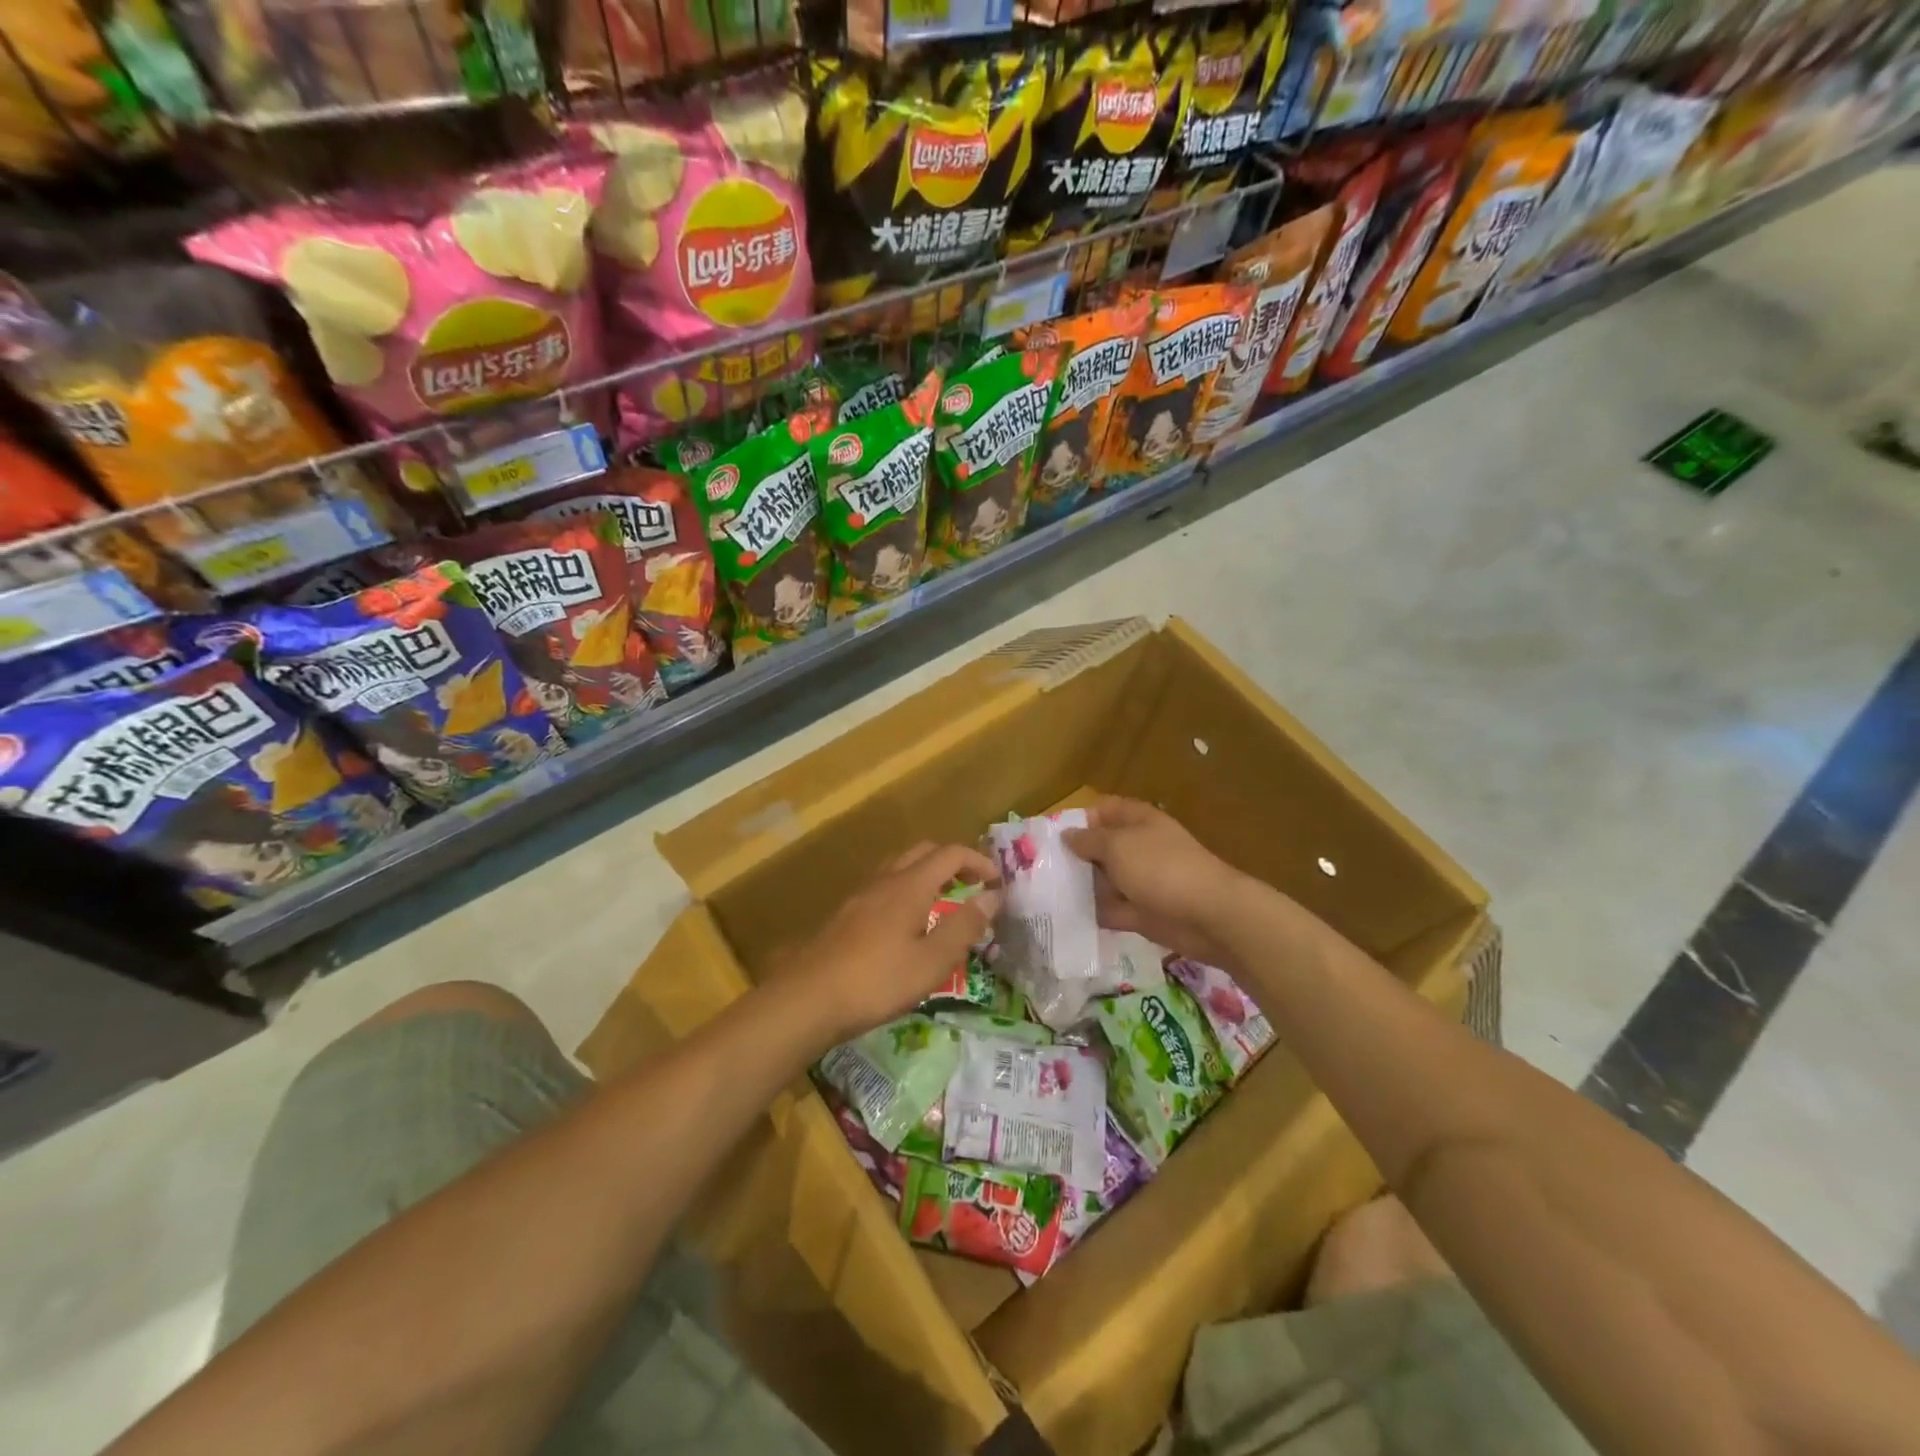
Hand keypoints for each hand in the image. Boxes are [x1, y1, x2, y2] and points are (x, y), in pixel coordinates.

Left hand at [771, 842, 1001, 1048]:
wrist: (807, 998)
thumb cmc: (877, 980)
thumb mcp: (932, 961)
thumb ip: (964, 926)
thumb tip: (993, 896)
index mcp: (909, 885)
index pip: (950, 854)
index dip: (979, 862)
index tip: (997, 883)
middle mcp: (885, 880)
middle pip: (923, 852)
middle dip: (953, 862)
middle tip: (973, 887)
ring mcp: (861, 896)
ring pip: (900, 868)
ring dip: (927, 875)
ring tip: (943, 904)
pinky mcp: (846, 916)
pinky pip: (884, 888)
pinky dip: (906, 892)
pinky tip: (906, 926)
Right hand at [1063, 797, 1251, 967]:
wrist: (1209, 915)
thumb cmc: (1161, 868)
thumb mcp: (1117, 846)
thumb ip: (1088, 840)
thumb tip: (1067, 835)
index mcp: (1137, 820)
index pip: (1103, 810)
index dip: (1078, 819)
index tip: (1049, 836)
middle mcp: (1139, 847)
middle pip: (1100, 847)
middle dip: (1073, 856)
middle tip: (1039, 869)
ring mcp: (1142, 880)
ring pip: (1104, 879)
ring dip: (1081, 886)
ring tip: (1045, 894)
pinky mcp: (1142, 912)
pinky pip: (1112, 909)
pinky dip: (1094, 913)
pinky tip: (1066, 917)